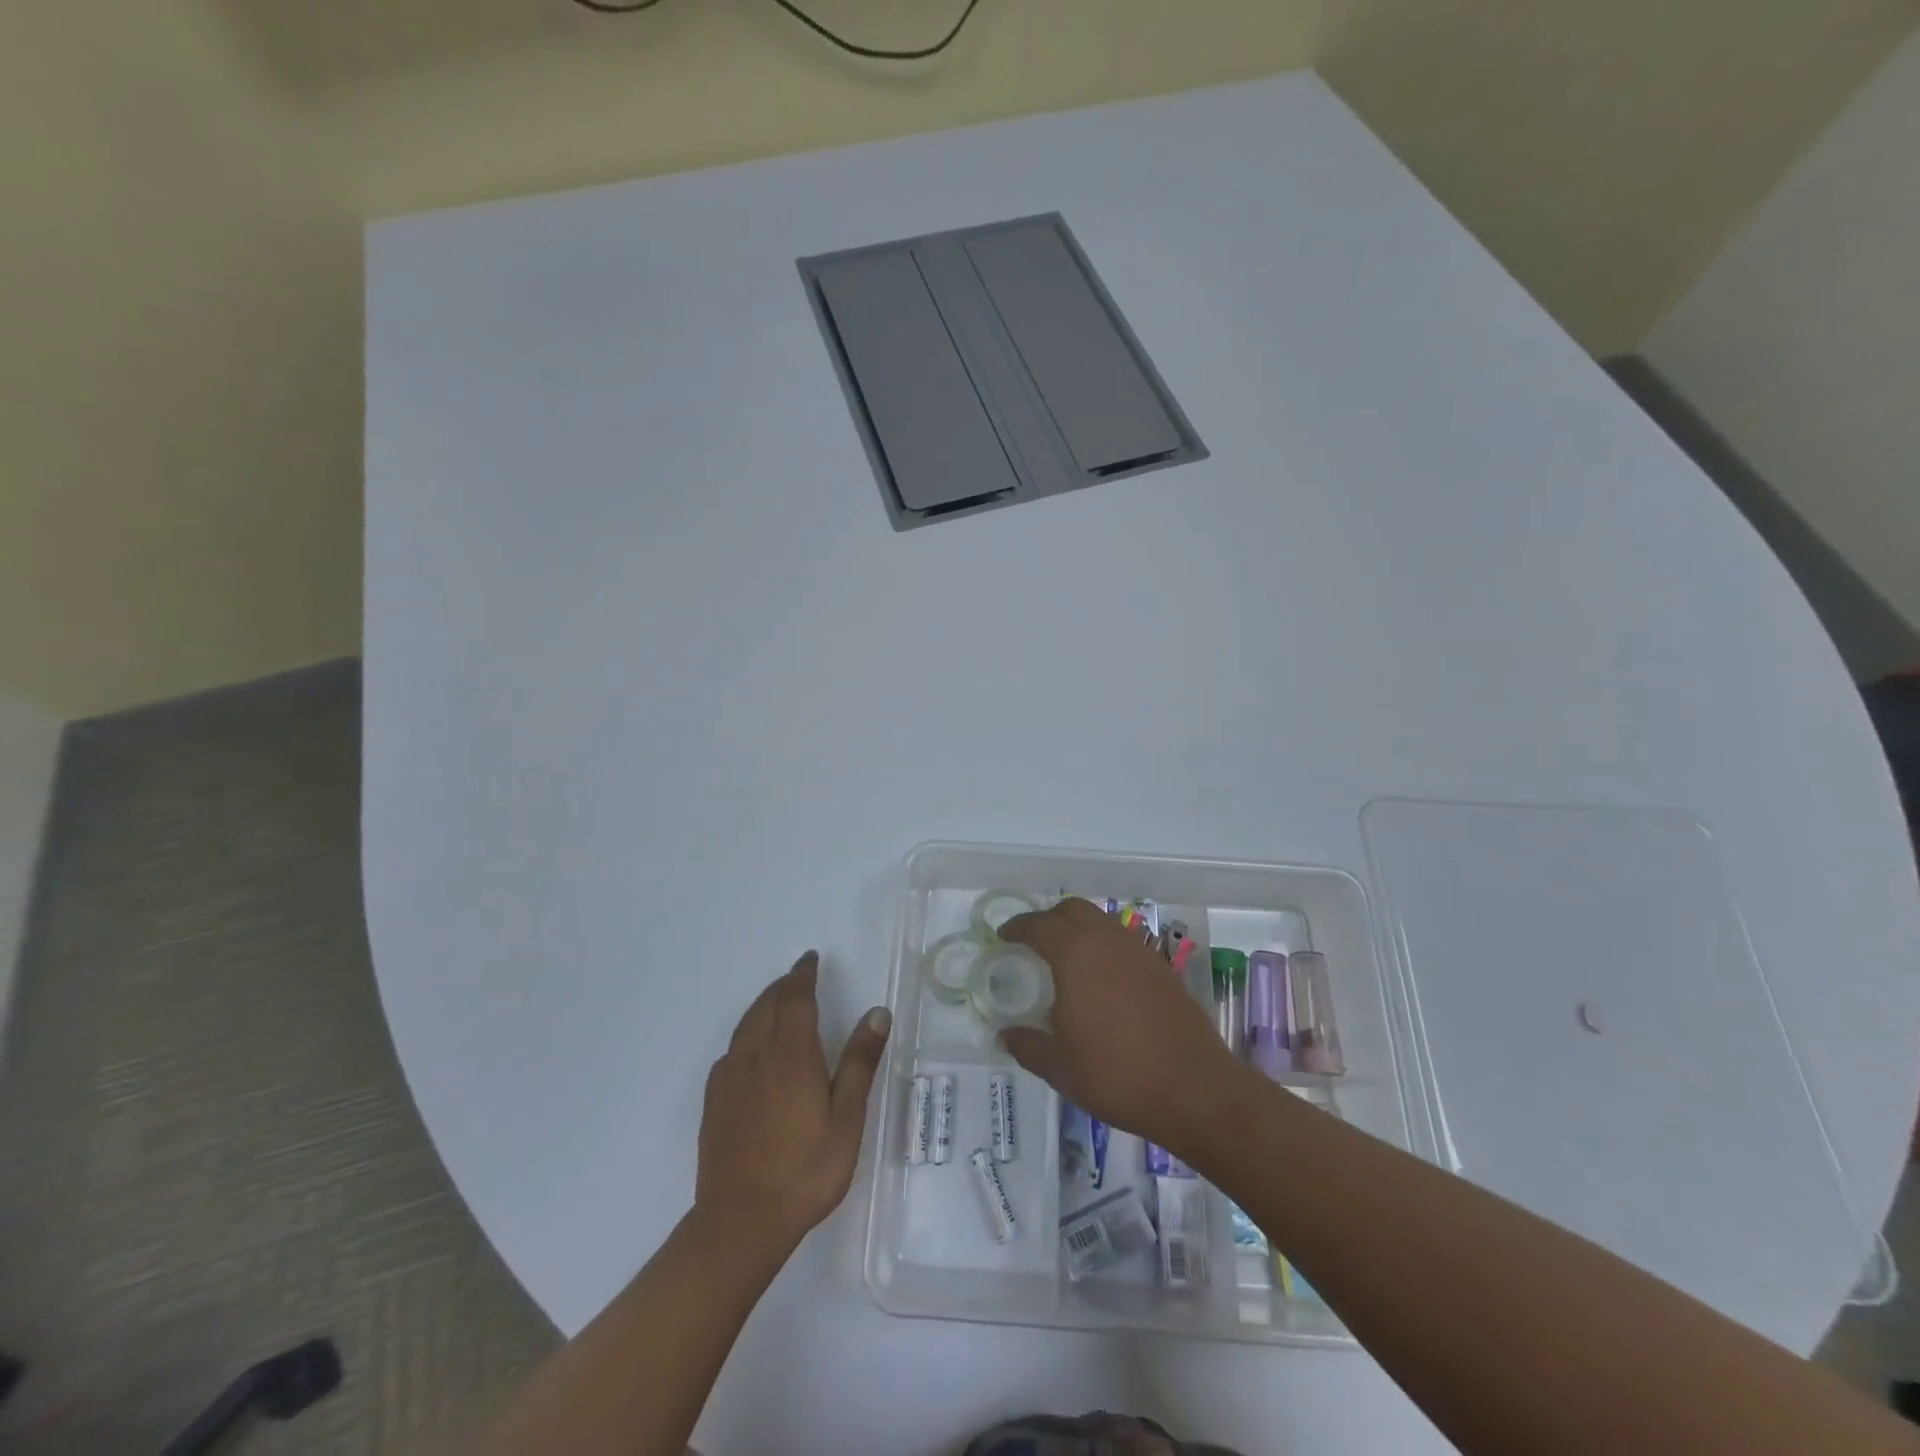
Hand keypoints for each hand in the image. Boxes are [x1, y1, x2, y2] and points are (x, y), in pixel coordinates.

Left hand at [694, 952, 890, 1258]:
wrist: (740, 1222)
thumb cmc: (805, 1170)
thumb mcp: (846, 1118)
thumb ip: (859, 1062)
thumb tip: (877, 1012)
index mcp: (791, 1054)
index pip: (794, 998)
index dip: (803, 974)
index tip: (811, 958)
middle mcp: (756, 1056)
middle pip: (766, 1005)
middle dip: (783, 986)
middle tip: (800, 977)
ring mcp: (730, 1078)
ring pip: (746, 1025)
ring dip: (763, 1005)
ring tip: (778, 1002)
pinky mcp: (714, 1101)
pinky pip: (732, 1050)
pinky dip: (747, 1033)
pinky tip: (753, 1049)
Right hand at [998, 900, 1248, 1154]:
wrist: (1194, 1090)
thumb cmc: (1116, 1074)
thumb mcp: (1059, 1067)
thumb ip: (1028, 1045)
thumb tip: (1005, 1034)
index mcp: (1077, 954)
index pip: (1040, 926)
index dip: (1018, 927)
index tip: (1004, 935)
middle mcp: (1109, 941)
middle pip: (1074, 910)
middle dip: (1050, 918)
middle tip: (1035, 940)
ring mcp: (1141, 952)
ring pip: (1103, 923)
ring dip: (1081, 929)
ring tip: (1068, 958)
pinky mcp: (1163, 970)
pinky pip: (1125, 943)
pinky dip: (1106, 948)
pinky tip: (1103, 980)